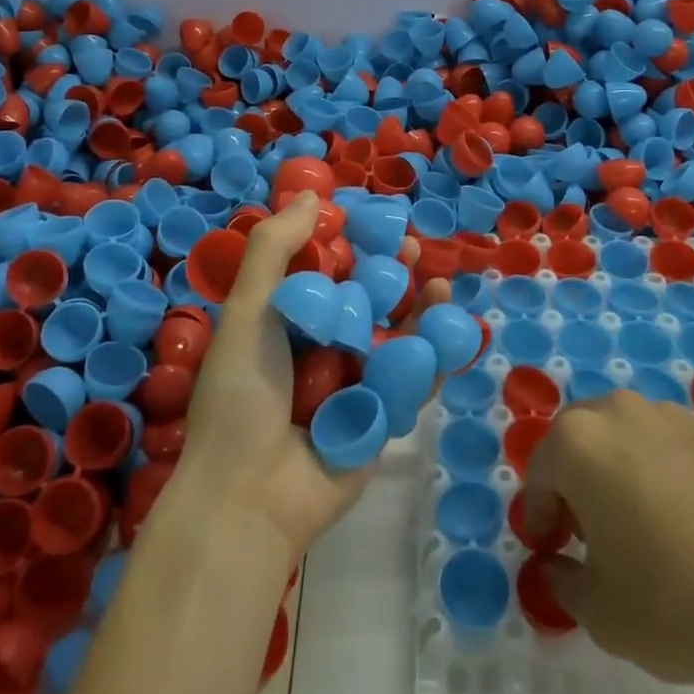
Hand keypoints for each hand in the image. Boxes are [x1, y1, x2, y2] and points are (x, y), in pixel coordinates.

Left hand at [180, 191, 450, 556]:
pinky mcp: (381, 419)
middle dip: (390, 274)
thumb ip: (275, 251)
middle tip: (412, 248)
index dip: (348, 243)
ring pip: (393, 337)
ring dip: (418, 312)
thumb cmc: (243, 395)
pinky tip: (450, 330)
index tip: (371, 219)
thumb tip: (312, 196)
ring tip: (438, 287)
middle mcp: (321, 349)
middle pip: (365, 301)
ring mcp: (353, 385)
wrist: (249, 498)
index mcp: (286, 323)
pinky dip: (433, 357)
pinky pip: (411, 382)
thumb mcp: (249, 312)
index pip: (324, 271)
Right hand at [522, 391, 693, 693]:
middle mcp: (622, 411)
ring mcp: (677, 415)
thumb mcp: (600, 613)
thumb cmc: (675, 605)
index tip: (551, 548)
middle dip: (576, 477)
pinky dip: (673, 469)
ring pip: (631, 433)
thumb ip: (564, 581)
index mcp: (579, 443)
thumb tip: (560, 564)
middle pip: (582, 437)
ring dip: (623, 466)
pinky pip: (679, 444)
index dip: (540, 513)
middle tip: (591, 528)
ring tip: (647, 521)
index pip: (541, 471)